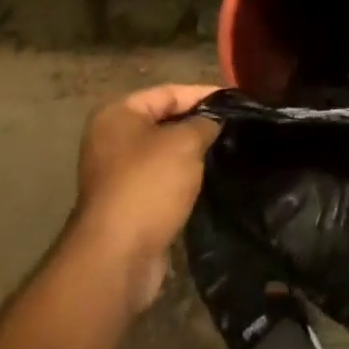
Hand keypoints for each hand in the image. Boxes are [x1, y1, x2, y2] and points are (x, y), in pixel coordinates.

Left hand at [67, 83, 222, 312]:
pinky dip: (182, 178)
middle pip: (164, 120)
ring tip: (227, 151)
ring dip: (192, 154)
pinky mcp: (126, 203)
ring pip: (164, 152)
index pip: (169, 92)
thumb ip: (204, 123)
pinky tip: (208, 180)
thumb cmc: (149, 185)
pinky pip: (161, 179)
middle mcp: (112, 138)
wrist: (118, 257)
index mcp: (118, 114)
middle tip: (235, 126)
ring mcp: (117, 173)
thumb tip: (214, 121)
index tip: (236, 101)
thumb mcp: (185, 144)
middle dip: (198, 124)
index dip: (203, 94)